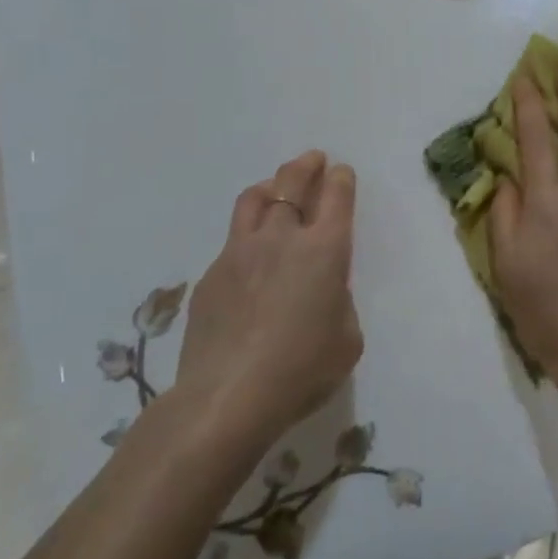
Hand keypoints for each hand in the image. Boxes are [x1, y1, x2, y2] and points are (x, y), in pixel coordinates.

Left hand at [171, 151, 363, 446]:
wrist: (227, 398)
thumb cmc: (302, 370)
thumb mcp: (346, 339)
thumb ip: (340, 302)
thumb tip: (323, 290)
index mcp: (325, 249)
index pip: (336, 196)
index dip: (341, 179)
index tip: (341, 172)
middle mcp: (282, 238)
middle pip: (292, 182)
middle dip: (306, 166)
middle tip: (313, 160)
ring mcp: (240, 252)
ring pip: (253, 199)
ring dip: (270, 187)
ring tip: (275, 188)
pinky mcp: (211, 275)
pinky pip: (232, 241)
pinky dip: (246, 236)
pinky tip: (249, 258)